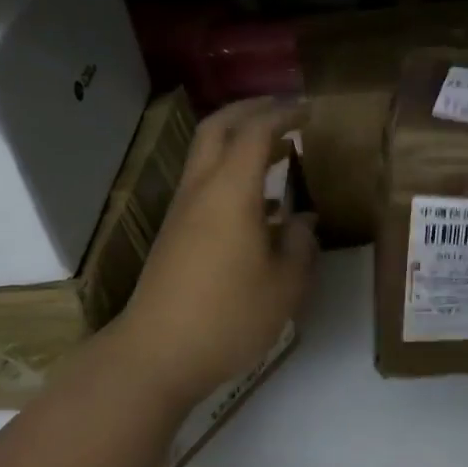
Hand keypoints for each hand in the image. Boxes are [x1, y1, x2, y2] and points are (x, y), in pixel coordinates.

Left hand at [112, 98, 316, 408]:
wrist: (155, 356)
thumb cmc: (228, 316)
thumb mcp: (285, 284)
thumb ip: (300, 243)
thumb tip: (302, 220)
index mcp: (230, 191)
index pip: (256, 131)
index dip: (285, 113)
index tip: (312, 111)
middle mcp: (201, 190)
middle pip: (218, 127)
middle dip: (251, 109)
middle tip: (285, 109)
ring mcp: (182, 211)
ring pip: (206, 154)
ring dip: (239, 140)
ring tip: (279, 150)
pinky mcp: (175, 234)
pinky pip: (205, 182)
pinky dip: (232, 171)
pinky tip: (260, 203)